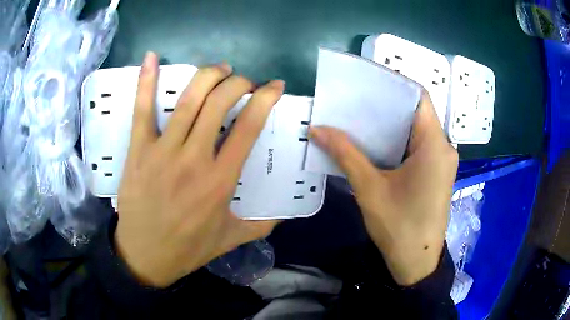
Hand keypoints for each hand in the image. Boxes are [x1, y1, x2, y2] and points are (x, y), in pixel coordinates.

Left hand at [115, 52, 282, 287]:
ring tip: (220, 69)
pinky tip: (152, 57)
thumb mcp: (231, 239)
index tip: (274, 86)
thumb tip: (284, 213)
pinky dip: (146, 81)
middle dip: (238, 83)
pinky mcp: (139, 150)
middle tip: (244, 81)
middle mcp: (193, 159)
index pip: (249, 127)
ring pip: (187, 100)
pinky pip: (142, 110)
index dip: (265, 99)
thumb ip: (262, 225)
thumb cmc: (189, 248)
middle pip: (218, 104)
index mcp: (220, 180)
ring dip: (208, 76)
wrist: (145, 256)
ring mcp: (162, 151)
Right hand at [310, 92, 457, 285]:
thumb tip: (318, 129)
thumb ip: (346, 154)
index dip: (394, 84)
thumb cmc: (399, 227)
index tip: (367, 81)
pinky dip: (398, 141)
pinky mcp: (436, 172)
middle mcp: (443, 147)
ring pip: (416, 130)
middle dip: (387, 105)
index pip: (418, 97)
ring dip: (390, 124)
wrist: (416, 262)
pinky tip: (375, 144)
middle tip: (355, 99)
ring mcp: (441, 161)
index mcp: (434, 144)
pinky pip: (418, 146)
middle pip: (416, 113)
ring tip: (360, 118)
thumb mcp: (370, 189)